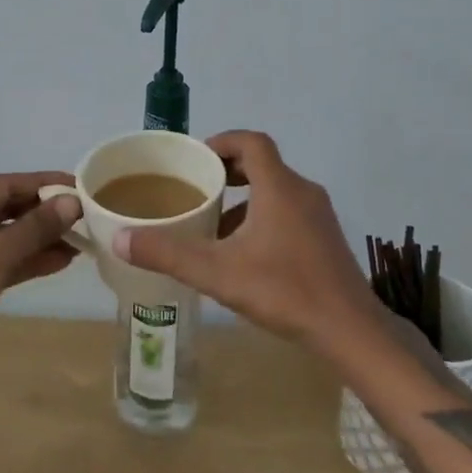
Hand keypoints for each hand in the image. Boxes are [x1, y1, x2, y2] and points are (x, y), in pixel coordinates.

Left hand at [0, 171, 81, 391]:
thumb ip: (35, 228)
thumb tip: (71, 203)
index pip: (10, 183)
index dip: (47, 183)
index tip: (82, 187)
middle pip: (9, 206)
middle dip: (46, 213)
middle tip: (85, 217)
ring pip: (6, 235)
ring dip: (40, 239)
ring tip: (80, 242)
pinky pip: (0, 257)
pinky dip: (26, 259)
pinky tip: (59, 262)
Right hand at [112, 130, 378, 354]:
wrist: (351, 330)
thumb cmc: (285, 291)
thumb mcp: (218, 273)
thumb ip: (168, 254)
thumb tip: (120, 239)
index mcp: (279, 187)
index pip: (251, 142)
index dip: (222, 142)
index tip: (197, 158)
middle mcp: (302, 191)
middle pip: (263, 163)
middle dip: (229, 171)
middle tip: (199, 188)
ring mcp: (319, 215)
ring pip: (276, 190)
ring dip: (246, 197)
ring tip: (215, 223)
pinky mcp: (326, 238)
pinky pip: (289, 211)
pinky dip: (264, 217)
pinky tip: (246, 253)